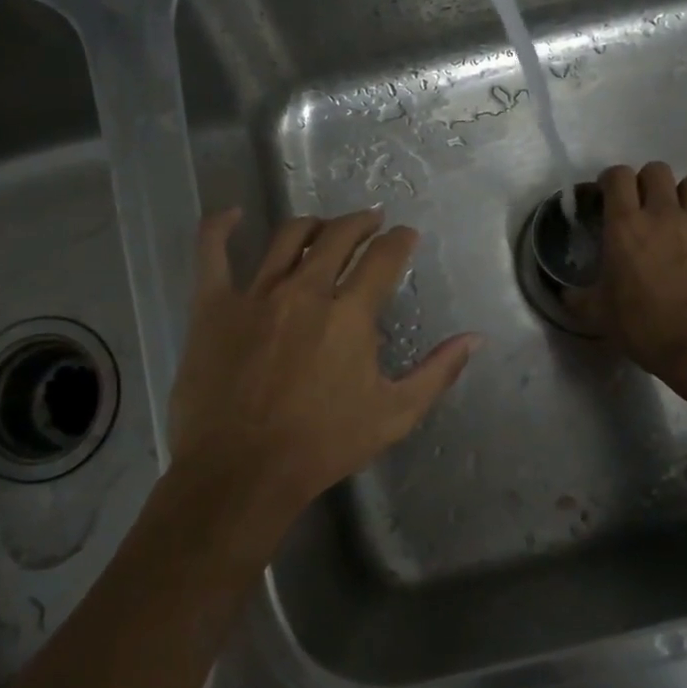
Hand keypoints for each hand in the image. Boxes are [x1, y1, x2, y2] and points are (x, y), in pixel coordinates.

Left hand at [167, 208, 480, 534]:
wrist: (242, 472)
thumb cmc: (322, 446)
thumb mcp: (394, 415)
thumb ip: (437, 372)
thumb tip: (474, 338)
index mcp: (349, 315)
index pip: (384, 258)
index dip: (400, 240)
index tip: (406, 236)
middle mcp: (305, 291)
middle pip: (338, 236)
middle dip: (361, 222)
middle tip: (371, 222)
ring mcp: (255, 294)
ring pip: (287, 237)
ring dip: (313, 224)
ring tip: (324, 226)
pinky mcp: (212, 306)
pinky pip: (212, 253)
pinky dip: (220, 228)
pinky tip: (232, 215)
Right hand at [568, 162, 686, 390]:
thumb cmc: (644, 327)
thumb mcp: (598, 315)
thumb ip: (578, 297)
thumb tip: (565, 293)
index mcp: (625, 225)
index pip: (618, 176)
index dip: (612, 181)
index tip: (610, 196)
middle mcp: (663, 212)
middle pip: (657, 170)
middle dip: (648, 183)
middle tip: (645, 208)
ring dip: (684, 195)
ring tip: (681, 218)